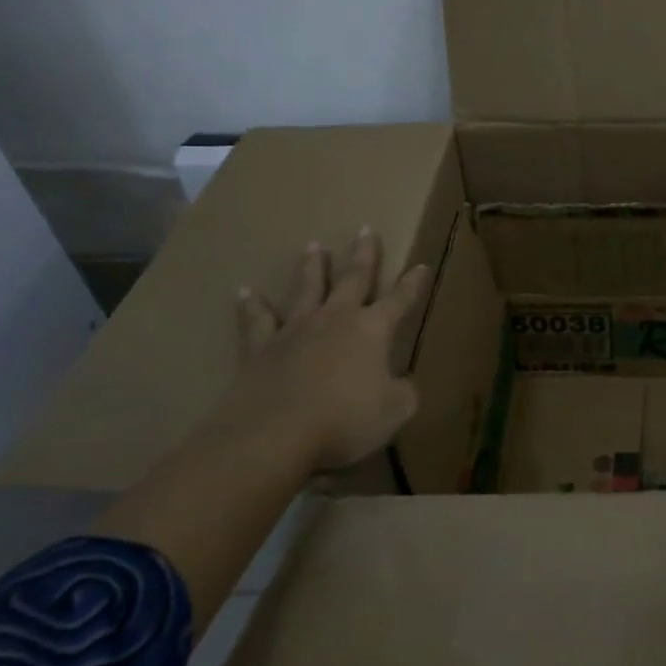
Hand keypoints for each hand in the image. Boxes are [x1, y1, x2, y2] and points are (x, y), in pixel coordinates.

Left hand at [214, 231, 431, 472]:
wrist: (274, 436)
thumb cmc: (344, 421)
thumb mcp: (395, 412)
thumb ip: (402, 393)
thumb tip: (401, 385)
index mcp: (373, 330)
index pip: (400, 300)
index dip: (413, 284)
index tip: (421, 265)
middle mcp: (335, 319)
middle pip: (352, 278)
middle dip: (363, 254)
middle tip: (366, 229)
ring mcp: (295, 330)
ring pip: (306, 288)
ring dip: (312, 267)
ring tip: (314, 246)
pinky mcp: (259, 348)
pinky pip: (256, 321)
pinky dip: (251, 305)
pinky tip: (244, 292)